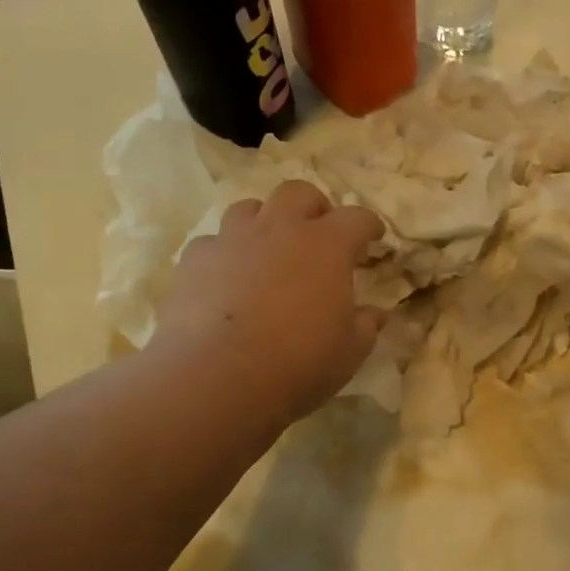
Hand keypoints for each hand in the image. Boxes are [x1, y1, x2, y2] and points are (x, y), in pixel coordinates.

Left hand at [154, 179, 385, 424]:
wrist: (218, 377)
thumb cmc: (299, 362)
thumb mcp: (349, 352)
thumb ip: (365, 326)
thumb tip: (375, 315)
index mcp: (327, 245)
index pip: (357, 218)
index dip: (369, 225)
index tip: (374, 236)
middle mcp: (279, 229)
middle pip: (299, 194)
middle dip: (314, 207)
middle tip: (319, 232)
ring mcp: (232, 239)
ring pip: (249, 208)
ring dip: (265, 221)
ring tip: (269, 248)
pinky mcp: (194, 260)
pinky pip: (213, 243)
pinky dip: (225, 254)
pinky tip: (226, 278)